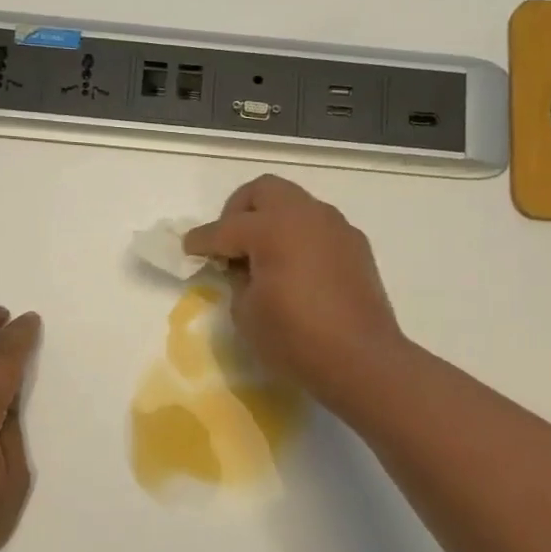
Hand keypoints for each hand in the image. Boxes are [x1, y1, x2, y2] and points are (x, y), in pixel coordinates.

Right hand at [184, 174, 404, 401]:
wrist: (362, 360)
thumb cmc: (295, 339)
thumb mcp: (246, 314)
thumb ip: (237, 282)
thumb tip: (244, 270)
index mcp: (274, 228)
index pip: (226, 228)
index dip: (201, 240)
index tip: (188, 249)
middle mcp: (306, 215)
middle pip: (263, 191)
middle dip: (238, 211)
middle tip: (230, 244)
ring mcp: (336, 227)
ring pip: (294, 204)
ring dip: (272, 221)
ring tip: (263, 257)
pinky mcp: (355, 245)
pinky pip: (317, 226)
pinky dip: (298, 237)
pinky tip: (294, 270)